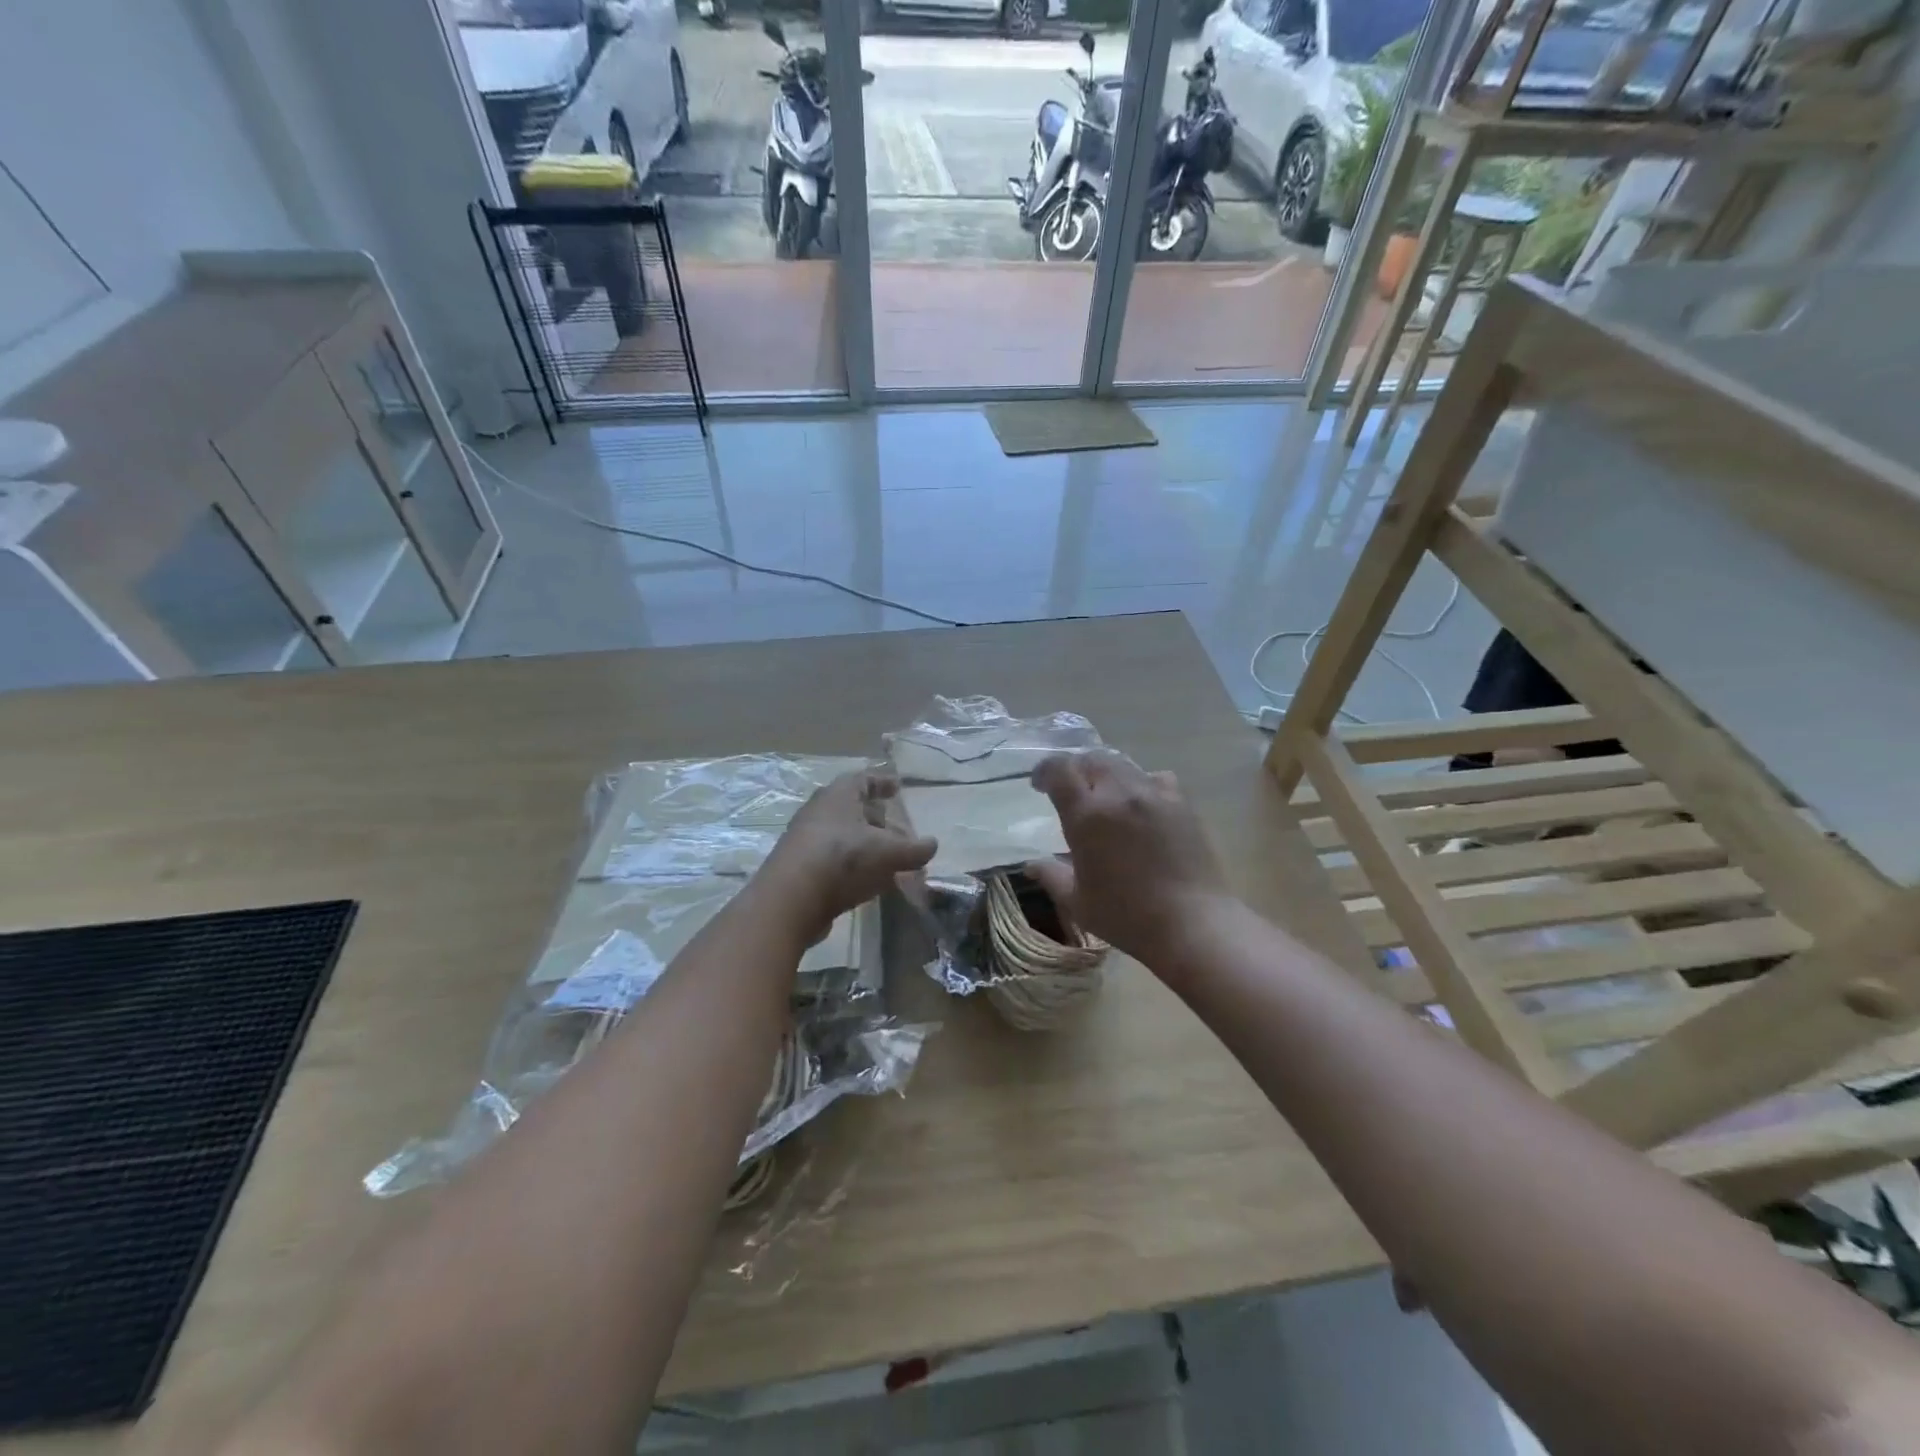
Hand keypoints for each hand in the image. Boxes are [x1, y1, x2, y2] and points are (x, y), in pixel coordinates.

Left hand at [761, 769, 935, 943]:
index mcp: (839, 795)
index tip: (898, 787)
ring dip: (866, 844)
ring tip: (888, 859)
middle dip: (877, 818)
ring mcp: (806, 840)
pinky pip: (834, 858)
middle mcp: (819, 811)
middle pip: (852, 808)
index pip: (863, 779)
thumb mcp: (888, 852)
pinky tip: (868, 881)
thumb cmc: (843, 859)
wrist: (790, 899)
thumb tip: (932, 845)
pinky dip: (854, 864)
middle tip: (899, 831)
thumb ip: (914, 849)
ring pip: (843, 835)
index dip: (882, 782)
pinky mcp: (801, 868)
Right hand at [1025, 750, 1232, 967]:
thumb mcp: (1078, 902)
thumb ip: (1052, 876)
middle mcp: (1119, 794)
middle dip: (1076, 769)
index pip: (1060, 770)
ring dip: (1106, 774)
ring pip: (1123, 765)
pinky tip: (1141, 804)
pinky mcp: (1181, 802)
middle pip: (1092, 759)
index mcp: (1087, 815)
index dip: (1045, 771)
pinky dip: (1140, 783)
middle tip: (1070, 790)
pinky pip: (1155, 777)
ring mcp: (1154, 794)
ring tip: (1104, 796)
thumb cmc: (1127, 916)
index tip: (1039, 785)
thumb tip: (1031, 865)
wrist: (1192, 923)